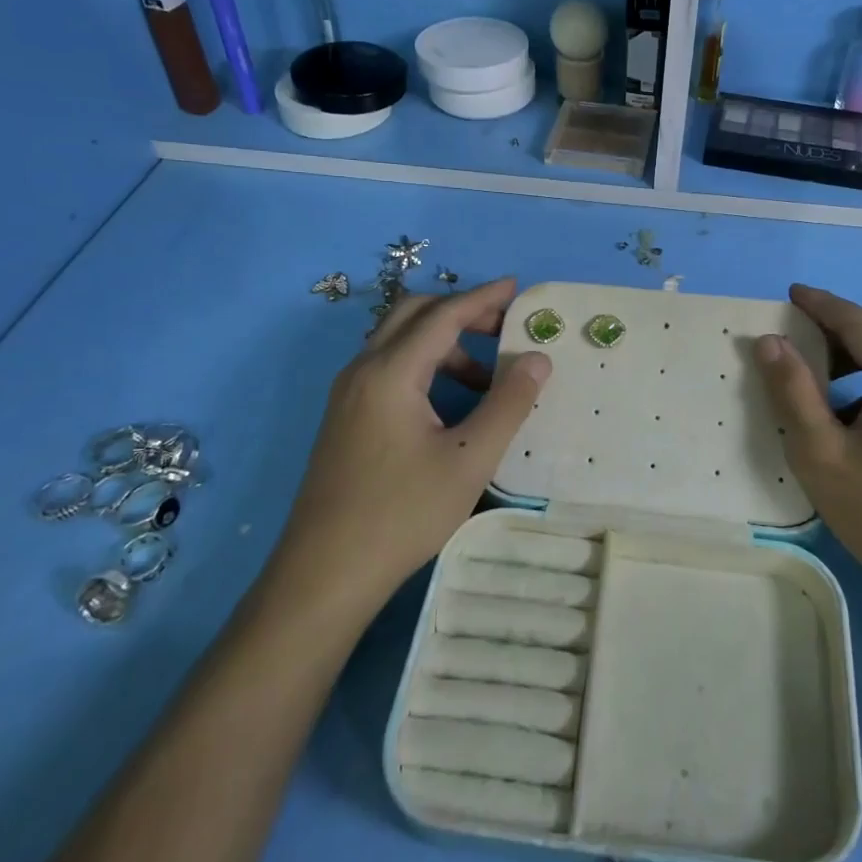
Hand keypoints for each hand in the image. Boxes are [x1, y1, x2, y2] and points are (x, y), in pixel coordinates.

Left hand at [277, 277, 550, 607]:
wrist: (324, 574)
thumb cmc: (402, 513)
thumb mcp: (469, 459)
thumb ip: (508, 403)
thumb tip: (538, 359)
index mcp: (390, 372)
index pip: (443, 315)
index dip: (483, 298)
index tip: (518, 288)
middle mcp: (362, 371)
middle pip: (414, 315)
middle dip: (461, 312)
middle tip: (504, 326)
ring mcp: (348, 395)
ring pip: (399, 342)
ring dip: (444, 343)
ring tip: (487, 379)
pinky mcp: (345, 418)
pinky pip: (388, 369)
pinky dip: (424, 366)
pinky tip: (449, 404)